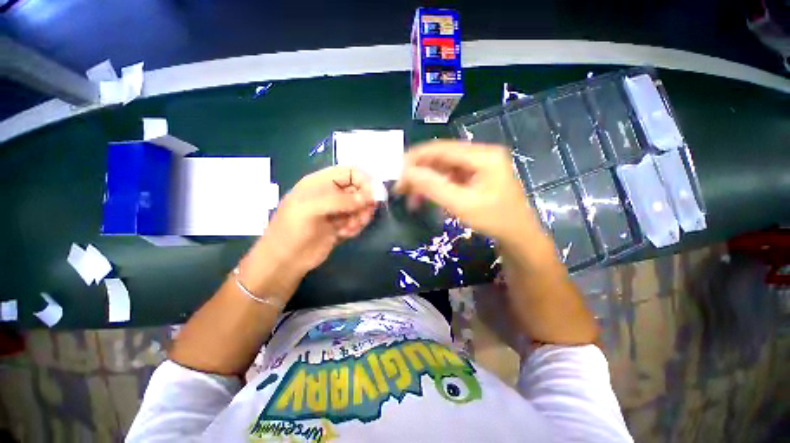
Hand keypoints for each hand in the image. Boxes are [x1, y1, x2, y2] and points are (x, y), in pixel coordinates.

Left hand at [253, 166, 376, 275]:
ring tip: (350, 228)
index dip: (365, 181)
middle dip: (365, 203)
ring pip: (361, 206)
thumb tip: (369, 198)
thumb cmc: (293, 229)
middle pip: (359, 190)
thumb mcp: (311, 209)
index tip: (375, 196)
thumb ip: (340, 200)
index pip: (351, 172)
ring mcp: (337, 210)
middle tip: (363, 216)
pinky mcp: (341, 225)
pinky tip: (345, 234)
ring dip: (361, 217)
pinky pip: (357, 220)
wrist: (286, 260)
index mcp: (321, 182)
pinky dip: (356, 227)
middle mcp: (331, 193)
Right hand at [395, 140, 540, 243]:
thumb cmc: (494, 220)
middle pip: (441, 157)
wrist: (517, 236)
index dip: (416, 158)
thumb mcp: (461, 204)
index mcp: (483, 155)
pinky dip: (435, 187)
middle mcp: (481, 154)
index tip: (396, 171)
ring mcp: (478, 165)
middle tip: (400, 187)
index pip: (442, 148)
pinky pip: (449, 177)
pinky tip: (425, 199)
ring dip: (425, 182)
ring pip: (443, 168)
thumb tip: (406, 172)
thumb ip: (433, 186)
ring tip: (410, 198)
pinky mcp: (475, 176)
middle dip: (419, 172)